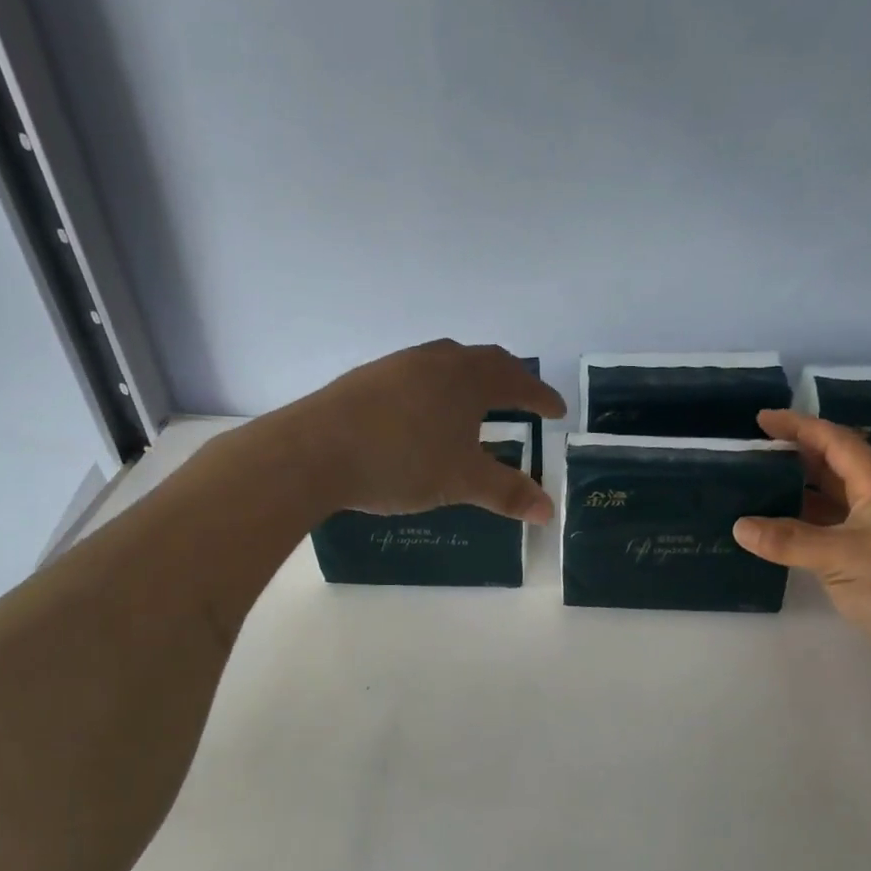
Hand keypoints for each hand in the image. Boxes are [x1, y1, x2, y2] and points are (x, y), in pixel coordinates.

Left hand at [291, 341, 566, 520]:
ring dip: (469, 380)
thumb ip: (507, 493)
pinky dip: (435, 389)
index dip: (541, 396)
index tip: (557, 410)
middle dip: (509, 379)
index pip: (517, 380)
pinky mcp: (366, 378)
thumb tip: (548, 511)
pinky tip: (423, 415)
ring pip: (446, 364)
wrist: (313, 451)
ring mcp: (397, 365)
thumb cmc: (401, 461)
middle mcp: (436, 360)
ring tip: (475, 403)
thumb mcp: (461, 481)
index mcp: (467, 378)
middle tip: (523, 398)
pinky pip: (416, 376)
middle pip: (483, 360)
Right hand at [733, 410, 870, 695]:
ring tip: (755, 494)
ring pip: (835, 506)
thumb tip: (740, 526)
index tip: (761, 419)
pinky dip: (806, 534)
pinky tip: (780, 541)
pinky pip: (835, 538)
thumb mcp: (841, 555)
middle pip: (836, 470)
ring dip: (798, 498)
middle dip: (796, 459)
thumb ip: (788, 540)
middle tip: (752, 457)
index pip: (836, 442)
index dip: (799, 426)